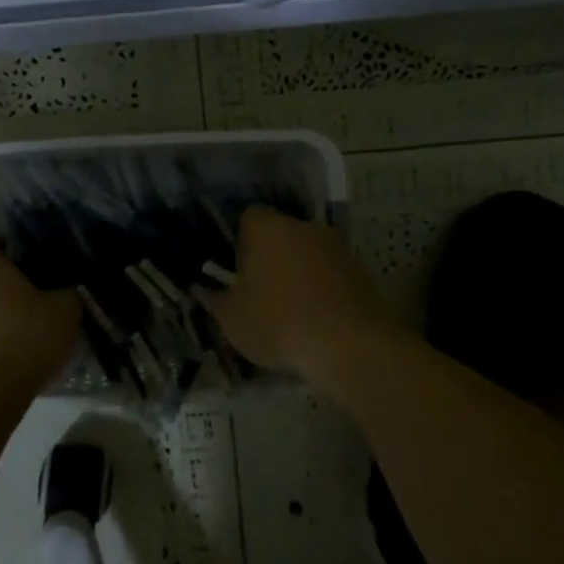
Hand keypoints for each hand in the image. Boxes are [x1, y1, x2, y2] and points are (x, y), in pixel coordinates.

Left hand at [0, 249, 81, 390]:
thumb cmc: (26, 338)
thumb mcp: (66, 310)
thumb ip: (68, 292)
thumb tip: (64, 293)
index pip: (14, 252)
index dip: (37, 268)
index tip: (55, 286)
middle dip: (19, 296)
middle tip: (47, 314)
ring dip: (4, 322)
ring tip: (33, 343)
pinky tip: (14, 363)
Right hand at [200, 207, 397, 378]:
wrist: (348, 345)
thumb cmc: (278, 323)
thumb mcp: (232, 319)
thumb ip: (214, 300)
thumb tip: (202, 290)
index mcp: (267, 228)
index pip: (248, 217)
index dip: (241, 242)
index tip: (238, 271)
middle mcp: (304, 227)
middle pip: (281, 234)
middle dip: (271, 258)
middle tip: (261, 292)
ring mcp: (337, 247)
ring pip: (308, 254)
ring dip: (299, 274)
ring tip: (291, 311)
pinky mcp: (361, 271)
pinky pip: (332, 274)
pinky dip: (323, 289)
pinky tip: (317, 320)